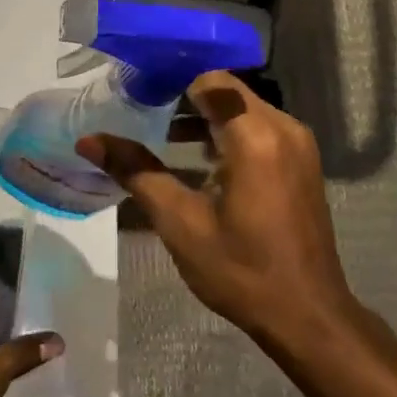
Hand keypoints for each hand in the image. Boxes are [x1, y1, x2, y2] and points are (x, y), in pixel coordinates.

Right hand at [77, 71, 362, 349]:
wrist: (307, 316)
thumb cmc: (241, 270)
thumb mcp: (180, 222)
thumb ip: (136, 172)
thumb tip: (89, 140)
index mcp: (256, 136)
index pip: (211, 80)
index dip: (173, 81)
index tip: (138, 93)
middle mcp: (284, 128)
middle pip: (228, 92)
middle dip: (185, 98)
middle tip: (142, 113)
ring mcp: (298, 146)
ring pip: (244, 110)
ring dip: (206, 118)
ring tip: (161, 137)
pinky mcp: (302, 163)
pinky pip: (260, 130)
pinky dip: (229, 134)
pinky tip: (199, 162)